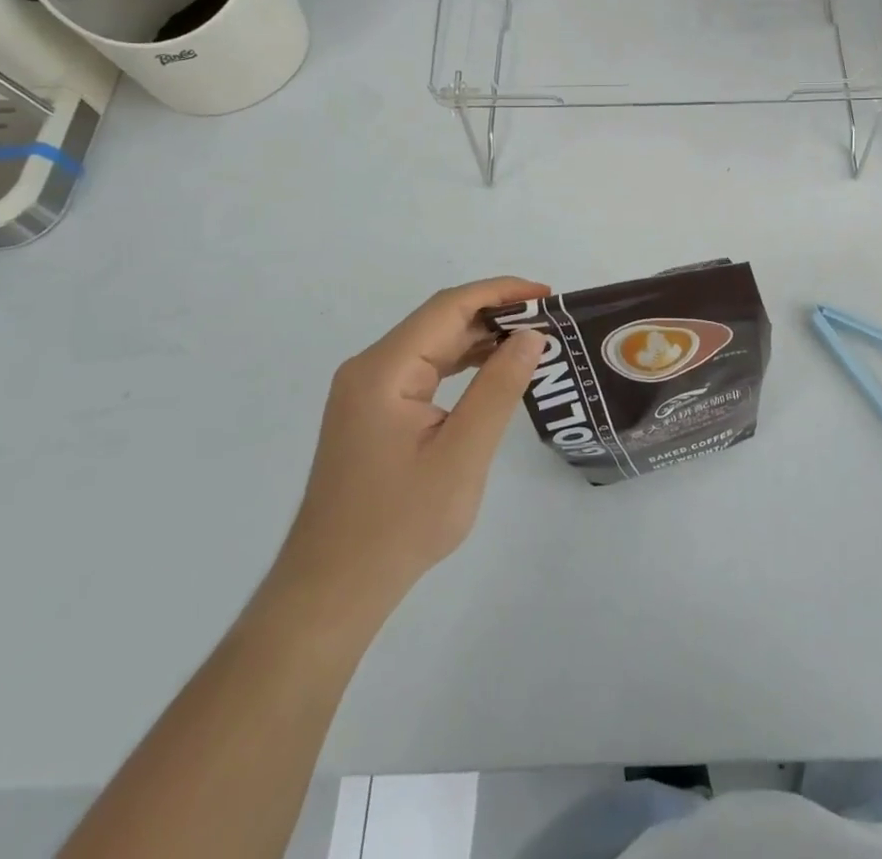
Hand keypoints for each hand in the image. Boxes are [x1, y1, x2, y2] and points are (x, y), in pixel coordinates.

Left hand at [271, 277, 549, 620]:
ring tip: (531, 342)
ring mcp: (367, 391)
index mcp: (384, 369)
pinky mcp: (372, 413)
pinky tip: (492, 372)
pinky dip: (461, 364)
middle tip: (549, 321)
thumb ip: (499, 388)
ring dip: (479, 338)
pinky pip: (423, 371)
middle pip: (439, 322)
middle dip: (494, 314)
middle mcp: (370, 368)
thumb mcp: (463, 454)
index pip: (449, 308)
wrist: (333, 589)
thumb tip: (531, 335)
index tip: (547, 295)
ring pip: (431, 345)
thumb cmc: (399, 524)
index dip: (501, 292)